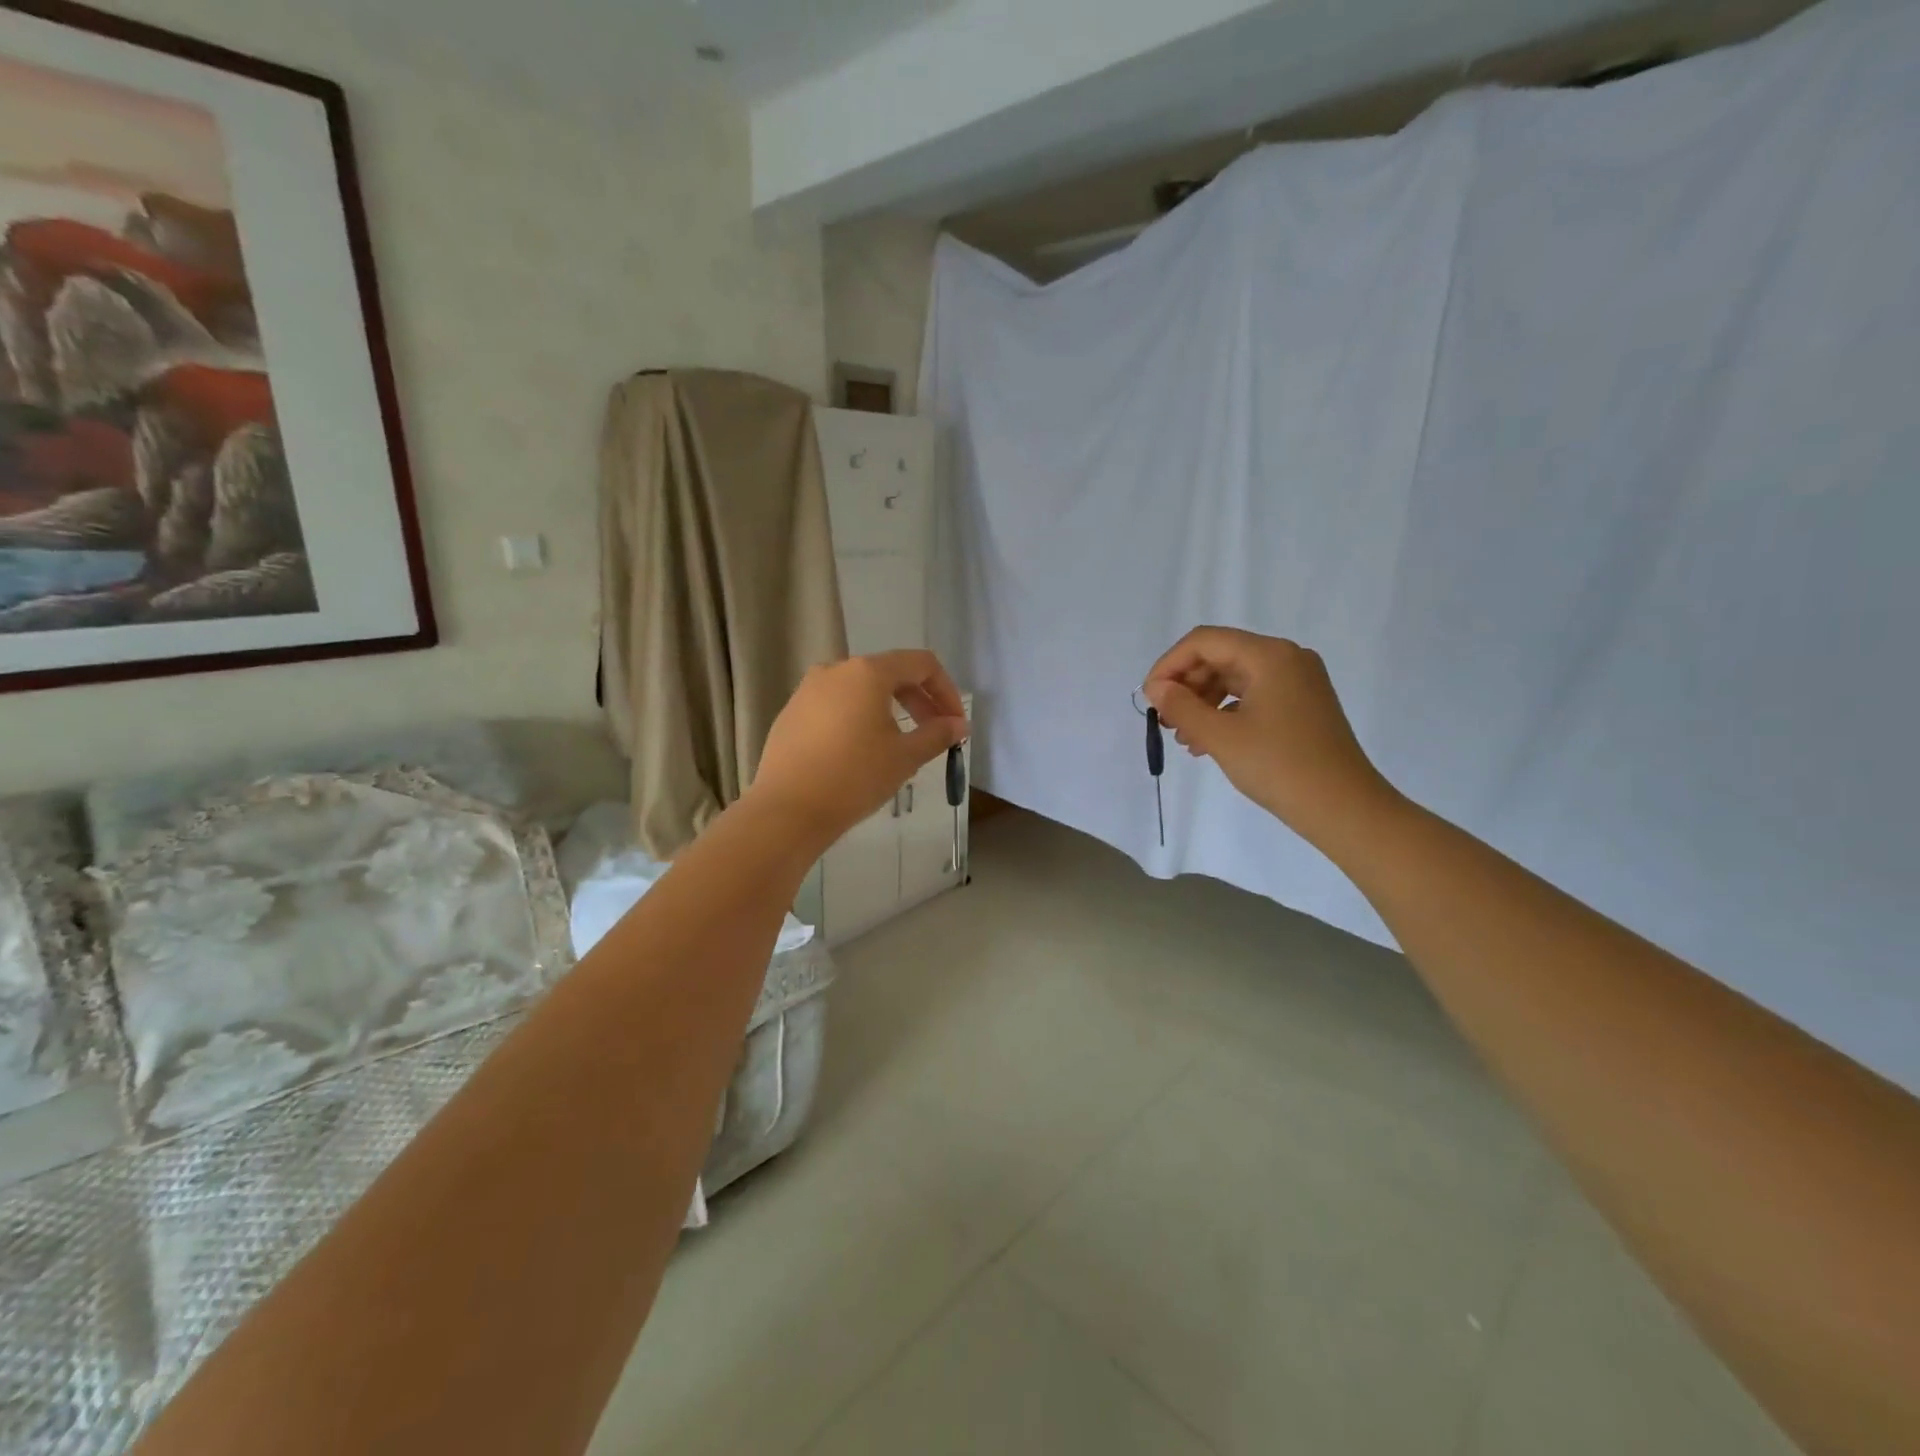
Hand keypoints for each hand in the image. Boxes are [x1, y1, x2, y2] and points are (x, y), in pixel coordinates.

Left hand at [749, 650, 968, 848]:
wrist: (787, 810)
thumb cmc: (854, 777)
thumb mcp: (905, 757)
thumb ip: (937, 734)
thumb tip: (959, 724)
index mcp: (868, 672)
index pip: (921, 664)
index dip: (946, 690)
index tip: (955, 723)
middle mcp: (836, 670)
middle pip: (890, 673)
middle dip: (919, 700)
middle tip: (935, 733)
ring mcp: (808, 690)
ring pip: (861, 690)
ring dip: (889, 710)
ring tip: (900, 744)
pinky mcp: (791, 712)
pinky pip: (836, 706)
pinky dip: (859, 718)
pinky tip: (861, 751)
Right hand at [1144, 627, 1397, 848]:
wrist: (1343, 808)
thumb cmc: (1279, 766)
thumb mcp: (1221, 737)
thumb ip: (1181, 707)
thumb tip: (1156, 688)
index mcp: (1269, 655)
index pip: (1204, 642)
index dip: (1169, 665)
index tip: (1149, 698)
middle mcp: (1286, 658)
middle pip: (1220, 656)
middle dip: (1186, 685)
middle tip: (1164, 720)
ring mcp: (1298, 681)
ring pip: (1234, 678)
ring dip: (1202, 701)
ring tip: (1183, 736)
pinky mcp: (1301, 704)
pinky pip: (1252, 696)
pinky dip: (1225, 713)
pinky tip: (1207, 742)